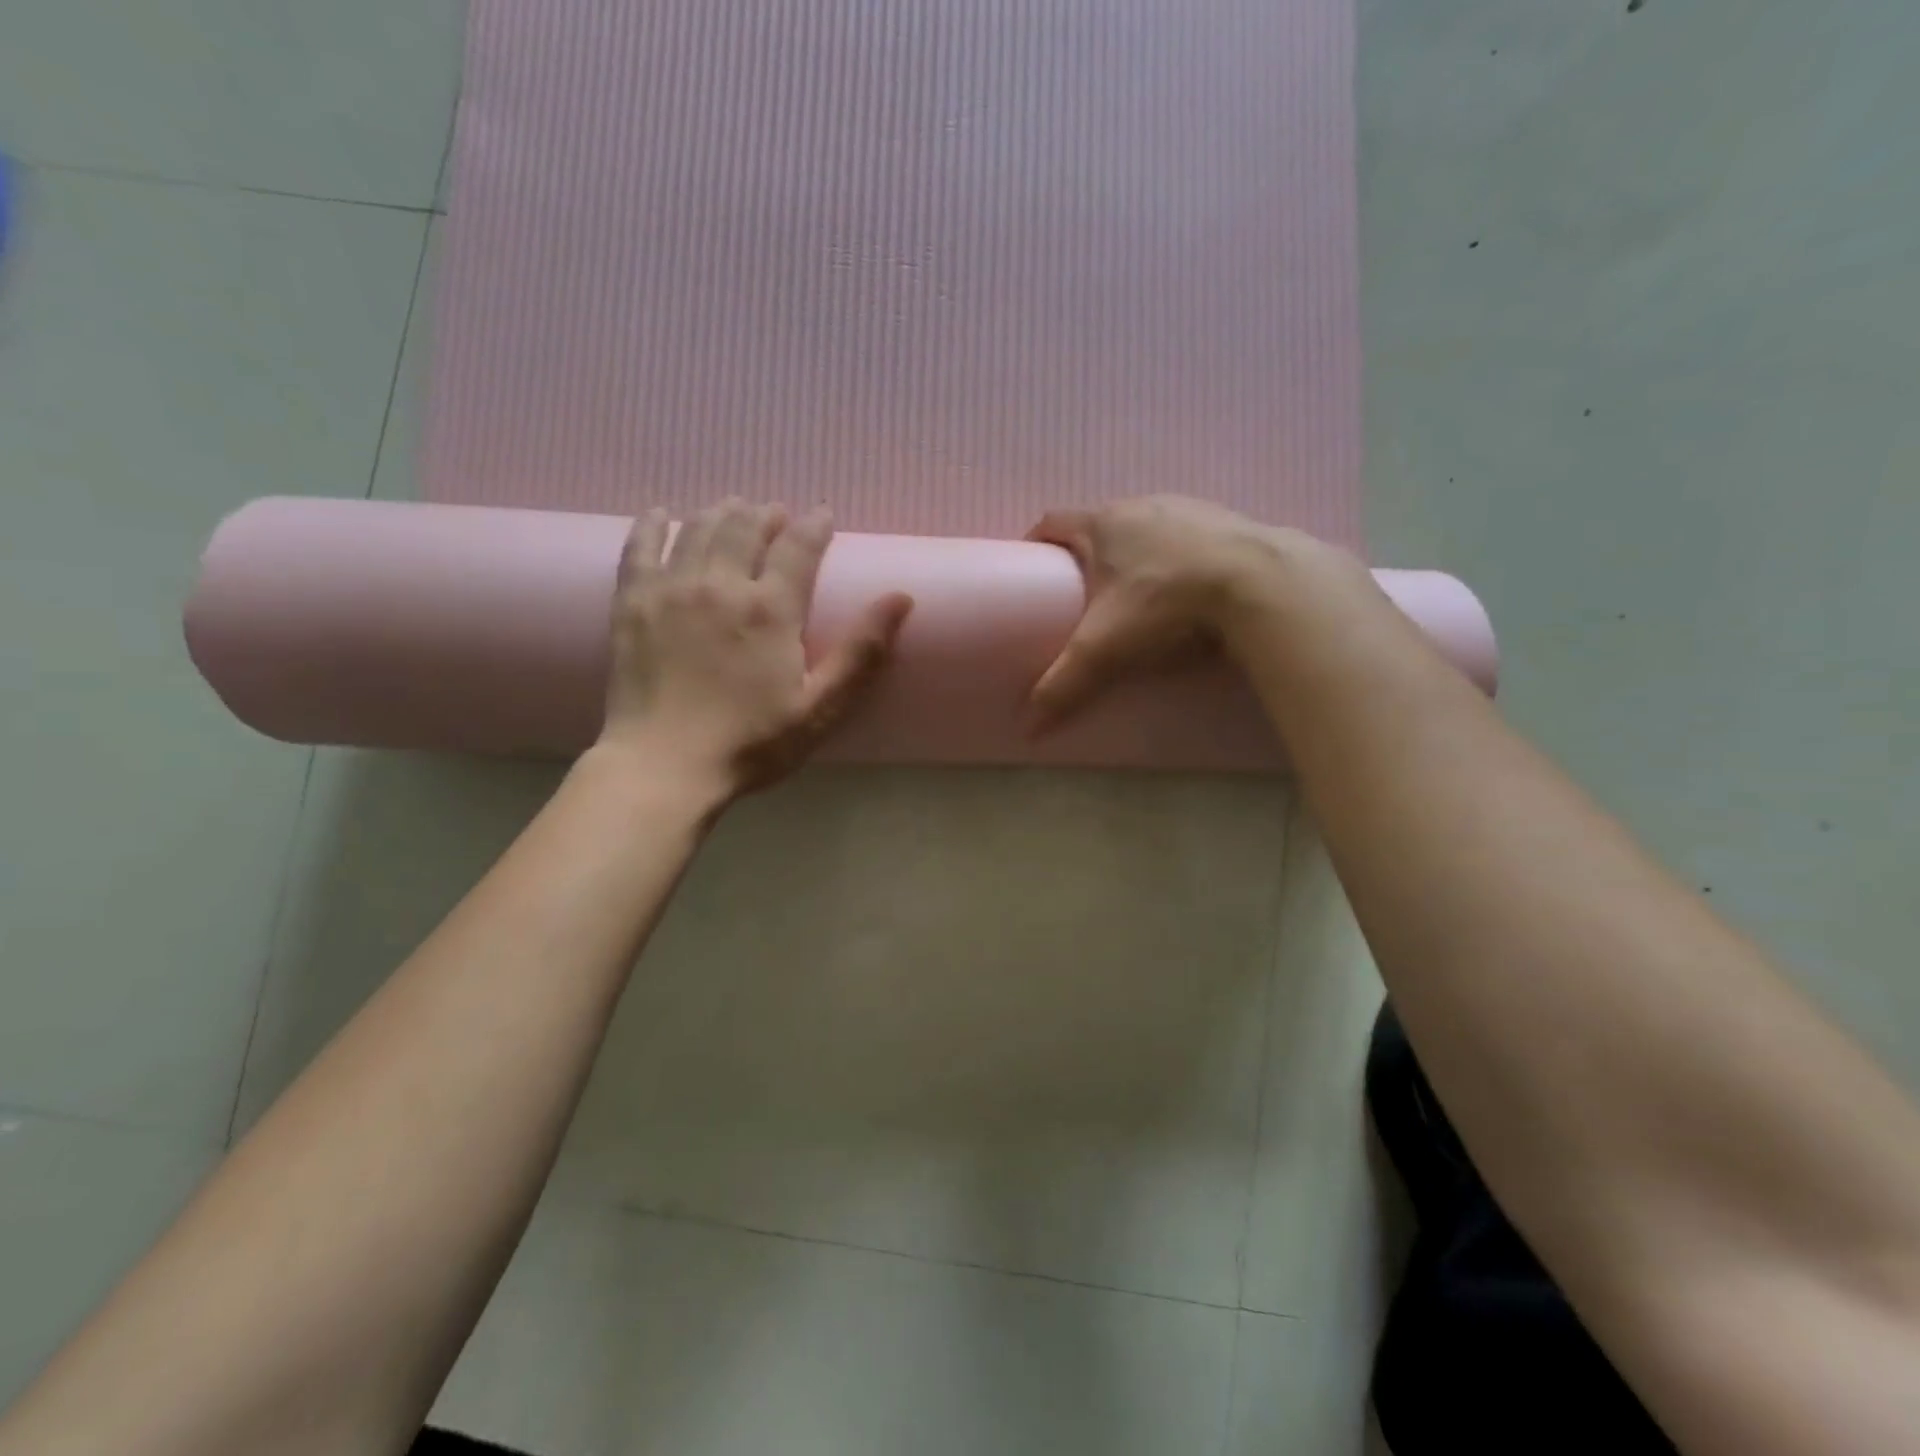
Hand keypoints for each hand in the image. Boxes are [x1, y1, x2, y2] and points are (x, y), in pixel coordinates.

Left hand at [599, 499, 912, 796]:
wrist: (663, 766)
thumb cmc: (751, 743)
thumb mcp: (820, 707)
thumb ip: (861, 653)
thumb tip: (901, 598)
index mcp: (771, 609)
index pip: (798, 548)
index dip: (814, 526)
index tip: (823, 514)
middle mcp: (721, 585)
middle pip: (744, 528)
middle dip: (764, 515)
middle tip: (774, 513)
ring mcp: (671, 590)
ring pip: (698, 530)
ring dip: (720, 513)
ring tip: (732, 507)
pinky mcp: (631, 604)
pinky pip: (640, 548)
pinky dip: (652, 526)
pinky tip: (659, 514)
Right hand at [1025, 495, 1362, 725]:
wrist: (1261, 584)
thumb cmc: (1165, 604)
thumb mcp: (1105, 649)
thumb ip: (1064, 685)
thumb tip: (1029, 729)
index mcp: (1103, 523)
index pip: (1052, 522)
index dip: (1036, 543)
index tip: (1031, 569)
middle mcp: (1143, 505)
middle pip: (1101, 524)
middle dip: (1087, 554)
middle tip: (1082, 594)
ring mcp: (1189, 510)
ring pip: (1147, 529)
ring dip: (1135, 554)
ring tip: (1135, 595)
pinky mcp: (1228, 523)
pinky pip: (1189, 539)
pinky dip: (1178, 559)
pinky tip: (1187, 590)